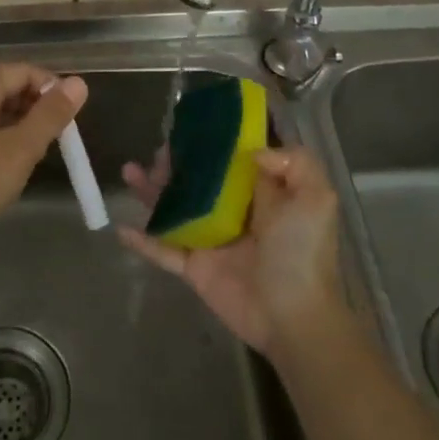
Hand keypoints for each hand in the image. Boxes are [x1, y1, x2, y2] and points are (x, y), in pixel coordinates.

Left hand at [0, 64, 87, 254]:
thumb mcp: (20, 150)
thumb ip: (50, 115)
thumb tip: (78, 83)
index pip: (21, 70)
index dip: (50, 87)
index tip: (70, 117)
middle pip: (3, 85)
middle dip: (34, 105)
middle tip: (55, 137)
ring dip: (17, 121)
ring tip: (35, 151)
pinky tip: (5, 163)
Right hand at [119, 144, 343, 354]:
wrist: (293, 316)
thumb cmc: (303, 252)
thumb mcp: (318, 198)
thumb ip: (295, 162)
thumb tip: (253, 151)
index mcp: (262, 194)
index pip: (233, 160)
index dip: (213, 141)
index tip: (191, 123)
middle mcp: (233, 212)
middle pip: (197, 180)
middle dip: (176, 164)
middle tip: (159, 151)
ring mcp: (210, 240)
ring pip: (174, 209)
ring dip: (151, 191)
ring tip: (129, 171)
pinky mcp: (194, 267)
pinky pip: (162, 250)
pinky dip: (142, 240)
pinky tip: (120, 227)